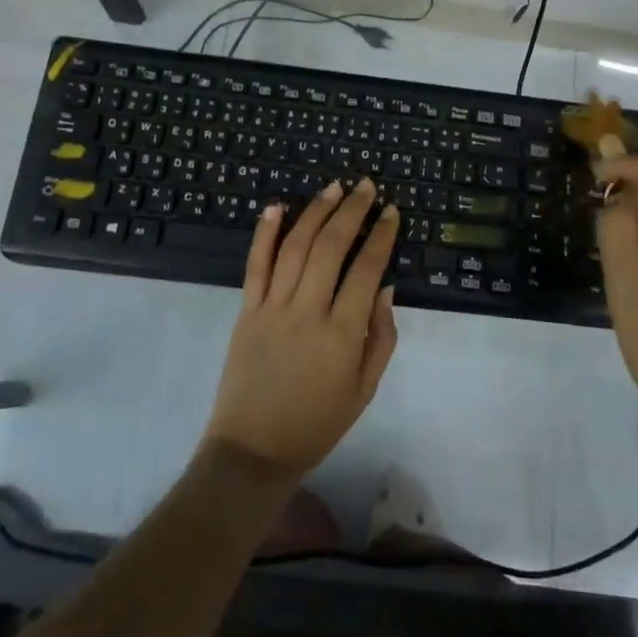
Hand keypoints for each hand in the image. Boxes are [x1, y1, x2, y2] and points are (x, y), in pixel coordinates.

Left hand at [203, 178, 399, 480]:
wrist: (253, 450)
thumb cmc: (318, 423)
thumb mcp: (365, 389)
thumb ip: (381, 337)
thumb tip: (386, 288)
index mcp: (342, 334)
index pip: (367, 269)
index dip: (381, 236)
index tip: (391, 212)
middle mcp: (307, 312)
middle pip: (331, 247)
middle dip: (351, 210)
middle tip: (366, 186)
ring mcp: (272, 308)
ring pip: (295, 247)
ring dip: (315, 212)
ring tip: (333, 187)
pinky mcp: (246, 311)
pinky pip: (255, 265)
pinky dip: (264, 233)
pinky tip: (276, 207)